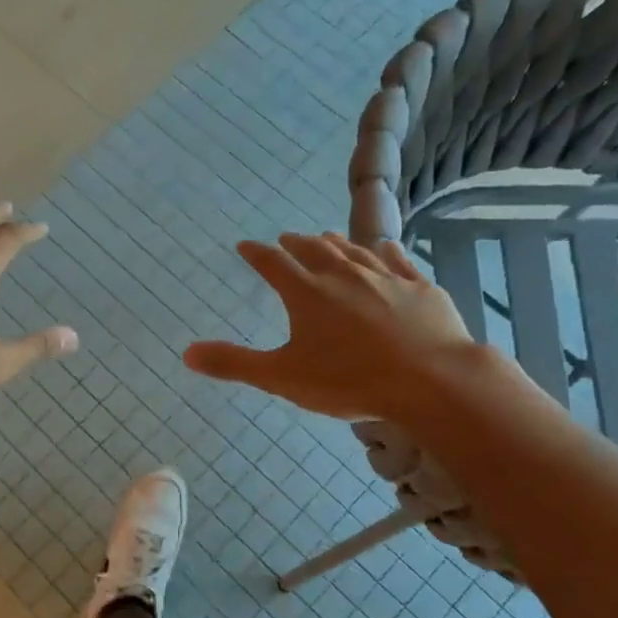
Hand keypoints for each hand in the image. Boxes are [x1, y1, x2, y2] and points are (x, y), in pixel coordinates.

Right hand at [183, 233, 477, 420]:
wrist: (431, 380)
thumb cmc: (349, 380)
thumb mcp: (282, 377)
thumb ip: (234, 363)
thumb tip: (186, 354)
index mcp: (307, 293)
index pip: (273, 263)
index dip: (257, 253)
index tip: (245, 246)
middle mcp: (343, 275)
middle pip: (314, 250)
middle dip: (296, 243)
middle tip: (286, 237)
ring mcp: (385, 278)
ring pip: (355, 251)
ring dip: (336, 243)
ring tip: (327, 237)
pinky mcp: (420, 288)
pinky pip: (399, 261)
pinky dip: (386, 252)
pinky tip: (386, 248)